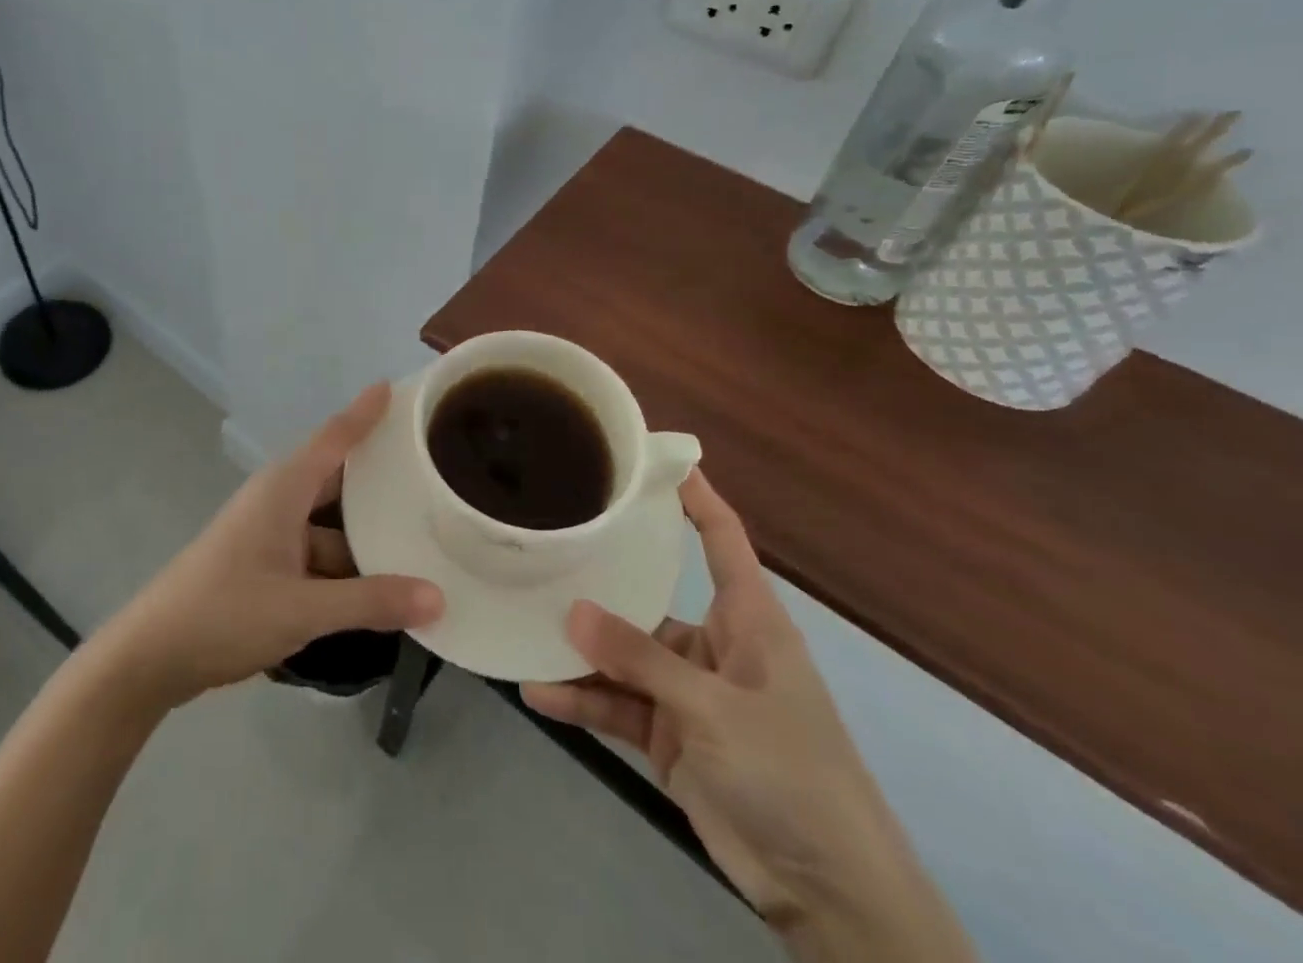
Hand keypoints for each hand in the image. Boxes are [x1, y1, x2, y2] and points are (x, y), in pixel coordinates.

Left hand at [91, 383, 442, 714]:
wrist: (152, 656)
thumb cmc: (224, 614)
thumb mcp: (303, 609)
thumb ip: (370, 602)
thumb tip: (439, 597)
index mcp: (284, 488)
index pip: (335, 436)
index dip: (366, 412)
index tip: (397, 387)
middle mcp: (279, 500)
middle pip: (338, 478)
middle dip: (380, 475)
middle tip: (432, 468)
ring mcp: (270, 533)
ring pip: (331, 522)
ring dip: (366, 530)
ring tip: (422, 534)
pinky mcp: (266, 563)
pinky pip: (318, 551)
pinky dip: (346, 564)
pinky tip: (380, 585)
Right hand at [521, 474, 973, 961]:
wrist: (828, 894)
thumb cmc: (791, 774)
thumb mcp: (715, 710)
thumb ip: (641, 660)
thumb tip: (571, 613)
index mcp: (749, 621)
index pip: (722, 539)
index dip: (695, 496)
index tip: (654, 458)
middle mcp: (715, 646)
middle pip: (650, 597)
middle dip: (602, 579)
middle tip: (547, 545)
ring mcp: (689, 693)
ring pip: (624, 655)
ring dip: (580, 649)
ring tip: (524, 622)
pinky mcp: (670, 736)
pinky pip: (617, 704)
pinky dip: (582, 700)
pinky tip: (537, 691)